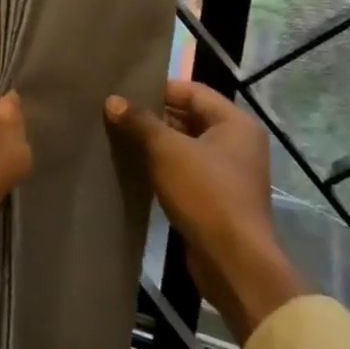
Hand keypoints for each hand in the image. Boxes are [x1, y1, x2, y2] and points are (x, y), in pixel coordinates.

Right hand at [106, 80, 306, 341]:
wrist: (233, 260)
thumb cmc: (205, 193)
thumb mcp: (167, 150)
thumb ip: (140, 122)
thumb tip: (112, 100)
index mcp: (235, 123)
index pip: (192, 91)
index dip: (158, 88)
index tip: (124, 92)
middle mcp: (237, 143)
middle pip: (189, 117)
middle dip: (153, 116)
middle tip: (116, 114)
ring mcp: (229, 172)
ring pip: (185, 145)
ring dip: (156, 143)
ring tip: (118, 137)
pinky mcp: (217, 197)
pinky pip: (186, 170)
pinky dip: (163, 166)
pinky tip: (135, 167)